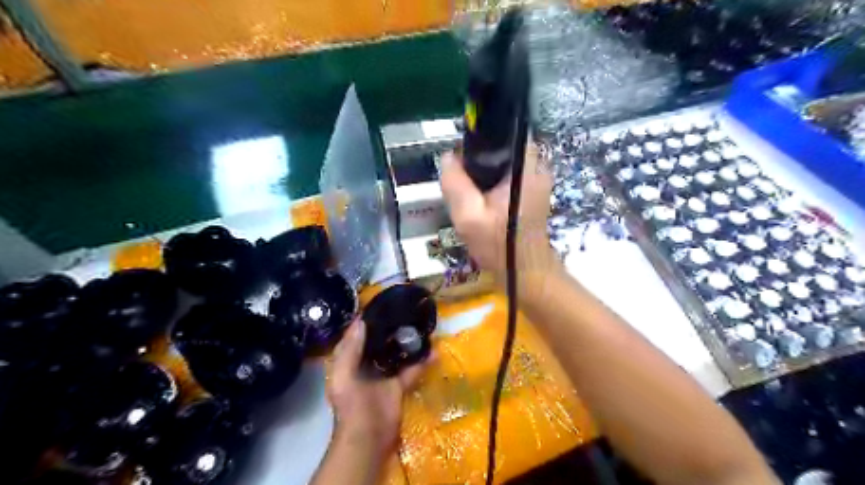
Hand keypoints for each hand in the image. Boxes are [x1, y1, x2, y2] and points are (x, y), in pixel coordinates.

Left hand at [327, 318, 430, 462]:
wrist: (369, 438)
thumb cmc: (352, 405)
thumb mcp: (343, 376)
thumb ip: (350, 349)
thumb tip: (361, 321)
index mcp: (350, 359)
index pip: (357, 334)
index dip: (367, 319)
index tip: (383, 303)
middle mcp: (366, 363)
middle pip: (379, 340)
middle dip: (391, 327)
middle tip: (407, 310)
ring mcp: (384, 374)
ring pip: (397, 352)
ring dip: (408, 341)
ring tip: (422, 325)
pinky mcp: (399, 385)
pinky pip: (412, 369)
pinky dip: (423, 361)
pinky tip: (434, 351)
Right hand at [441, 145, 557, 286]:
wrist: (525, 272)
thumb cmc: (499, 245)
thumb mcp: (468, 216)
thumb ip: (455, 183)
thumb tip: (448, 156)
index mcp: (525, 166)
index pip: (503, 131)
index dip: (479, 138)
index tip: (462, 157)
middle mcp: (536, 165)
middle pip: (502, 144)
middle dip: (479, 157)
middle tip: (463, 178)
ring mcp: (537, 177)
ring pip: (504, 158)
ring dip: (485, 169)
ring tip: (471, 190)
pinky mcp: (533, 188)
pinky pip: (509, 172)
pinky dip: (493, 179)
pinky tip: (482, 198)